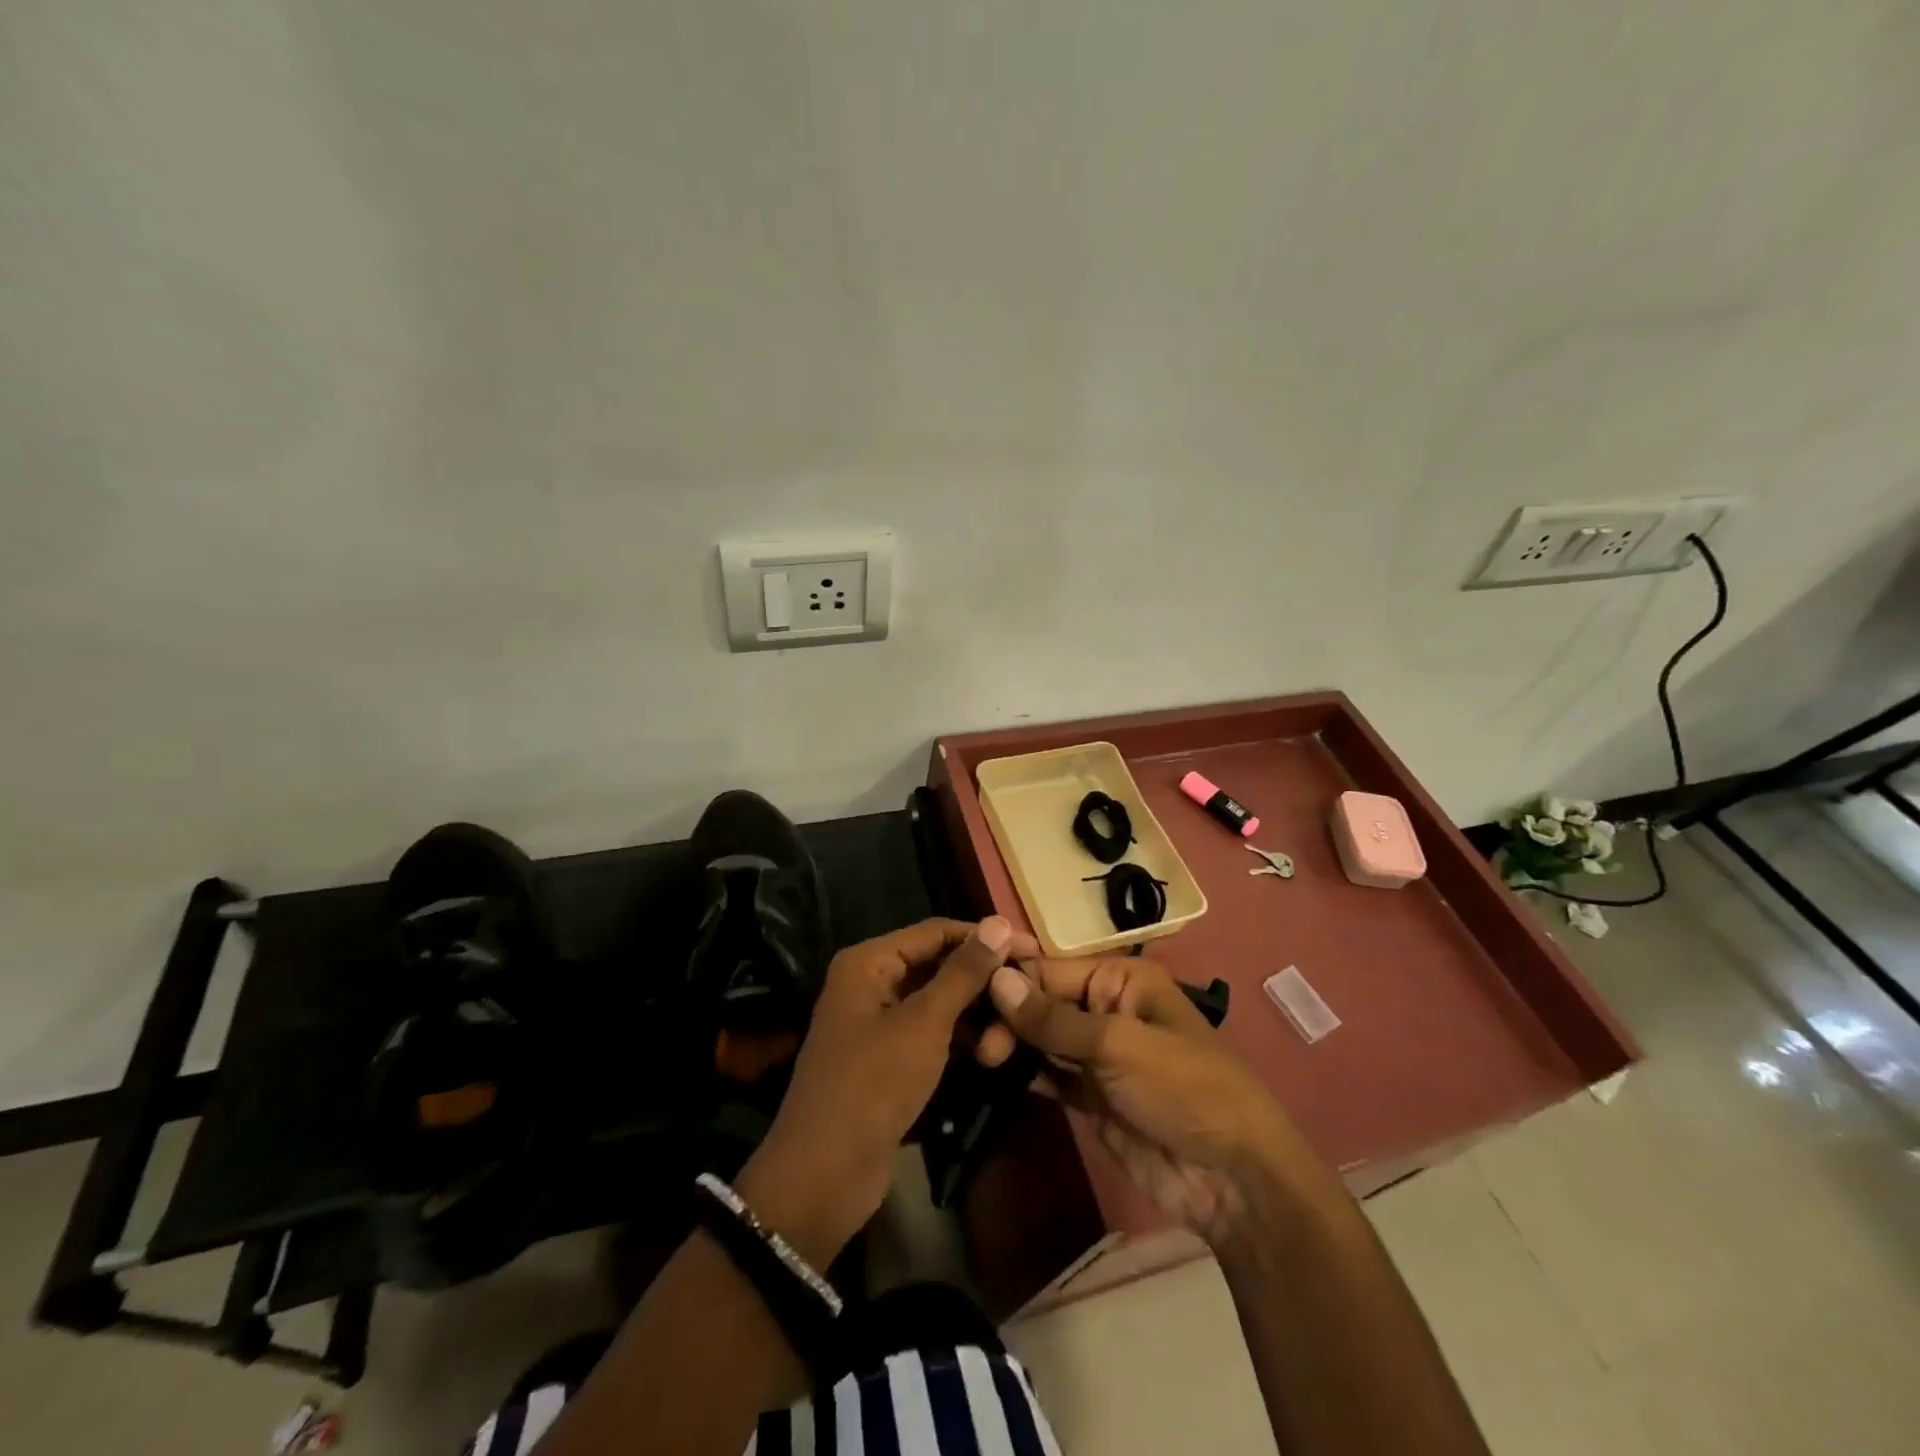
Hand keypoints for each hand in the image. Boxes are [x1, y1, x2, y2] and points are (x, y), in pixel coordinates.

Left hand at [738, 916, 1037, 1264]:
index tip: (1035, 951)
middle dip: (983, 985)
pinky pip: (932, 1034)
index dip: (986, 938)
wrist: (822, 1178)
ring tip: (1009, 1045)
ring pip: (940, 1003)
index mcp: (869, 962)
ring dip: (976, 1018)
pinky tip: (993, 1056)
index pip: (937, 931)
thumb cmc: (872, 1086)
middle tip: (1029, 1001)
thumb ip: (963, 972)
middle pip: (940, 966)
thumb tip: (999, 922)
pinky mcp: (889, 1059)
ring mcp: (879, 1022)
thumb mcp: (924, 1024)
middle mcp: (871, 982)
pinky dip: (961, 1041)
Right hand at [979, 955, 1299, 1244]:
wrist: (1232, 1179)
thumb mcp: (1119, 1044)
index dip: (1011, 979)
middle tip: (979, 1043)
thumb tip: (997, 980)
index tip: (967, 990)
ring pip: (1042, 1038)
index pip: (1052, 969)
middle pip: (1043, 1002)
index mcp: (1120, 980)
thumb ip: (1054, 1017)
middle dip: (1009, 1015)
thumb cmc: (1183, 1089)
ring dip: (1011, 1043)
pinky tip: (993, 1073)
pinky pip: (1049, 1075)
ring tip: (977, 1054)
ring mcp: (1097, 1055)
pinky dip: (1023, 1073)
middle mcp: (1105, 1009)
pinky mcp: (1090, 1096)